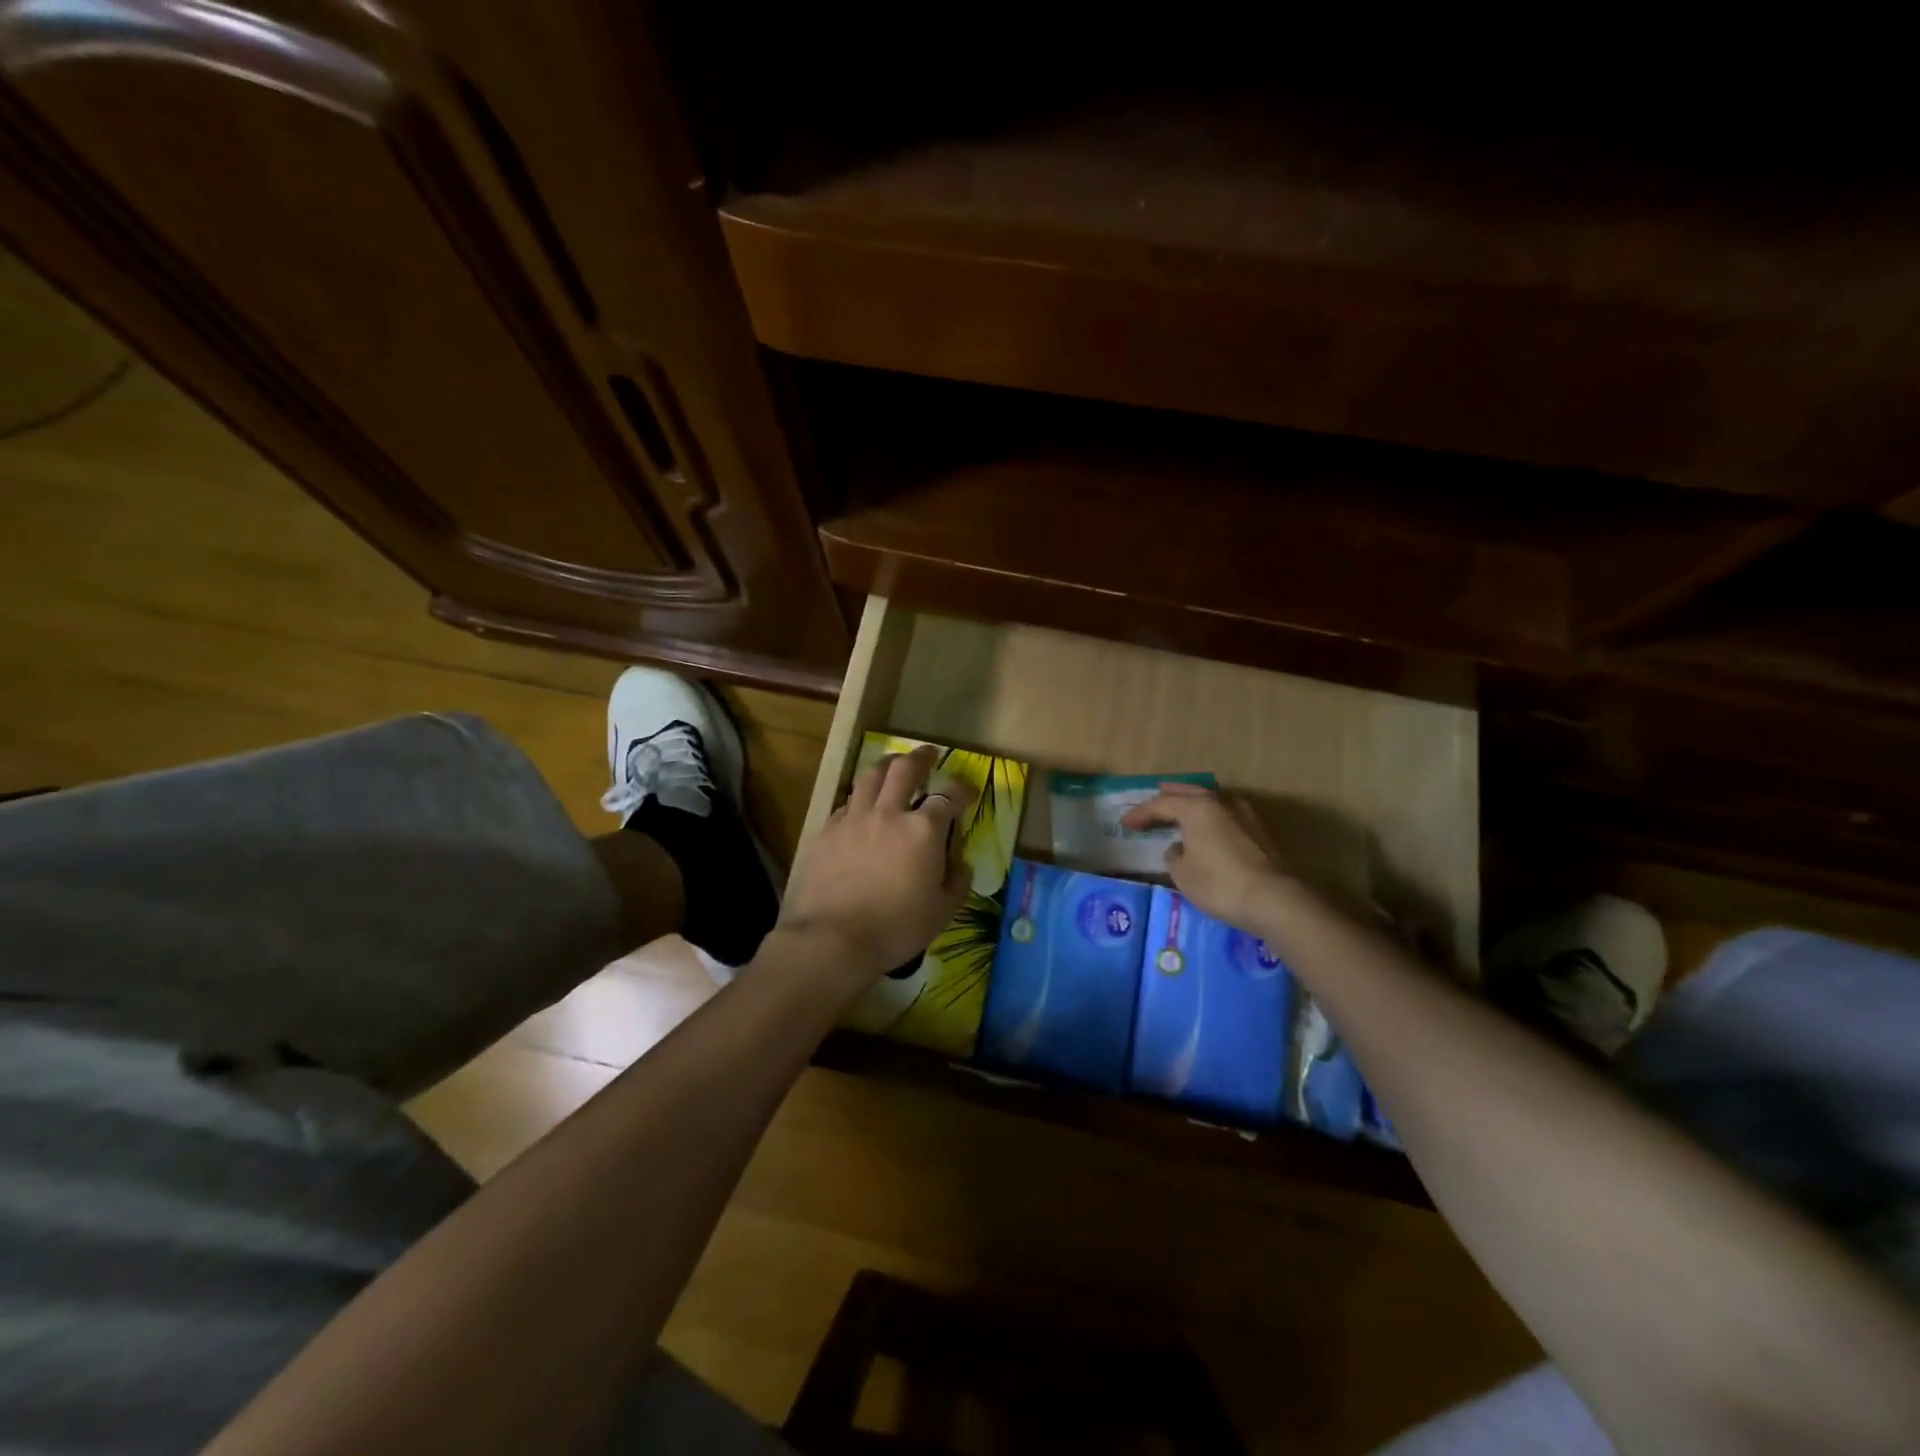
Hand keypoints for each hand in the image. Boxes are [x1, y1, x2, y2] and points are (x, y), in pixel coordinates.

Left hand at [780, 746, 972, 985]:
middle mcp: (888, 813)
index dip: (962, 789)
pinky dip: (860, 798)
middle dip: (920, 757)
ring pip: (870, 776)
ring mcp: (854, 818)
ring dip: (886, 765)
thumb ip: (957, 883)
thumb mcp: (942, 912)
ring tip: (892, 765)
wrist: (832, 939)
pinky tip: (861, 806)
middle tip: (928, 754)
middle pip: (904, 769)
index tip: (968, 791)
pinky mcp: (827, 830)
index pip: (949, 796)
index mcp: (923, 830)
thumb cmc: (895, 928)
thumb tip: (962, 864)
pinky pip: (847, 802)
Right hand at [1121, 783, 1293, 930]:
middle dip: (1169, 796)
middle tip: (1155, 797)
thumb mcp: (1182, 874)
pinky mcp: (1259, 832)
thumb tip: (1179, 848)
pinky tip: (1207, 827)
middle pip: (1189, 793)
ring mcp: (1244, 815)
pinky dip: (1211, 816)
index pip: (1161, 804)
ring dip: (1194, 802)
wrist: (1274, 900)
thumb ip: (1174, 856)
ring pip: (1212, 800)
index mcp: (1197, 807)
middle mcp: (1221, 803)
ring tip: (1181, 807)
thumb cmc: (1219, 883)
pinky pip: (1226, 815)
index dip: (1141, 814)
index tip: (1125, 824)